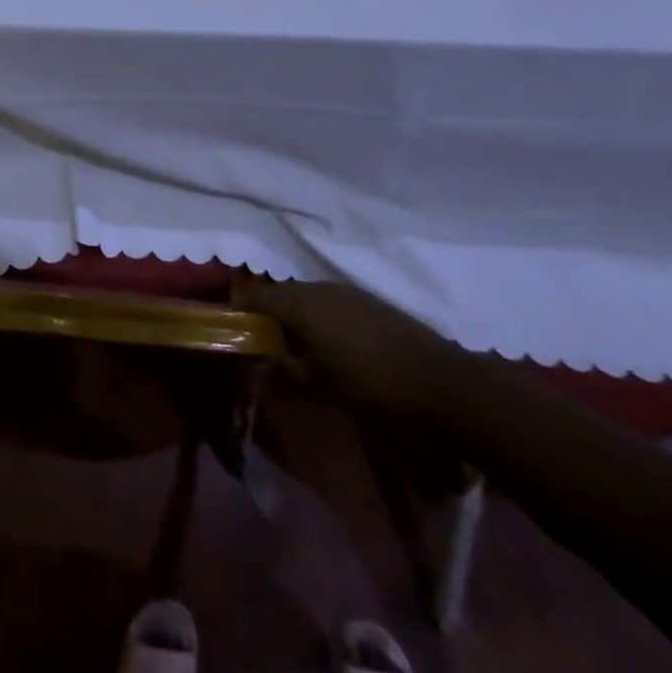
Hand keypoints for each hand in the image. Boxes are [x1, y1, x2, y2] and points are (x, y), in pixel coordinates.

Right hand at [240, 274, 467, 418]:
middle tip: (266, 339)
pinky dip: (320, 315)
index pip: (256, 294)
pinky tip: (330, 340)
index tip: (233, 324)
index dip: (241, 306)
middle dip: (270, 311)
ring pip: (307, 295)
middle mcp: (318, 288)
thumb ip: (289, 367)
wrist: (438, 380)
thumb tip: (271, 359)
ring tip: (298, 342)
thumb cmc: (370, 384)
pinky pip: (330, 300)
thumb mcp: (320, 384)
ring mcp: (345, 290)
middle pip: (281, 292)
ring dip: (297, 313)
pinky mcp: (367, 299)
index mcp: (300, 304)